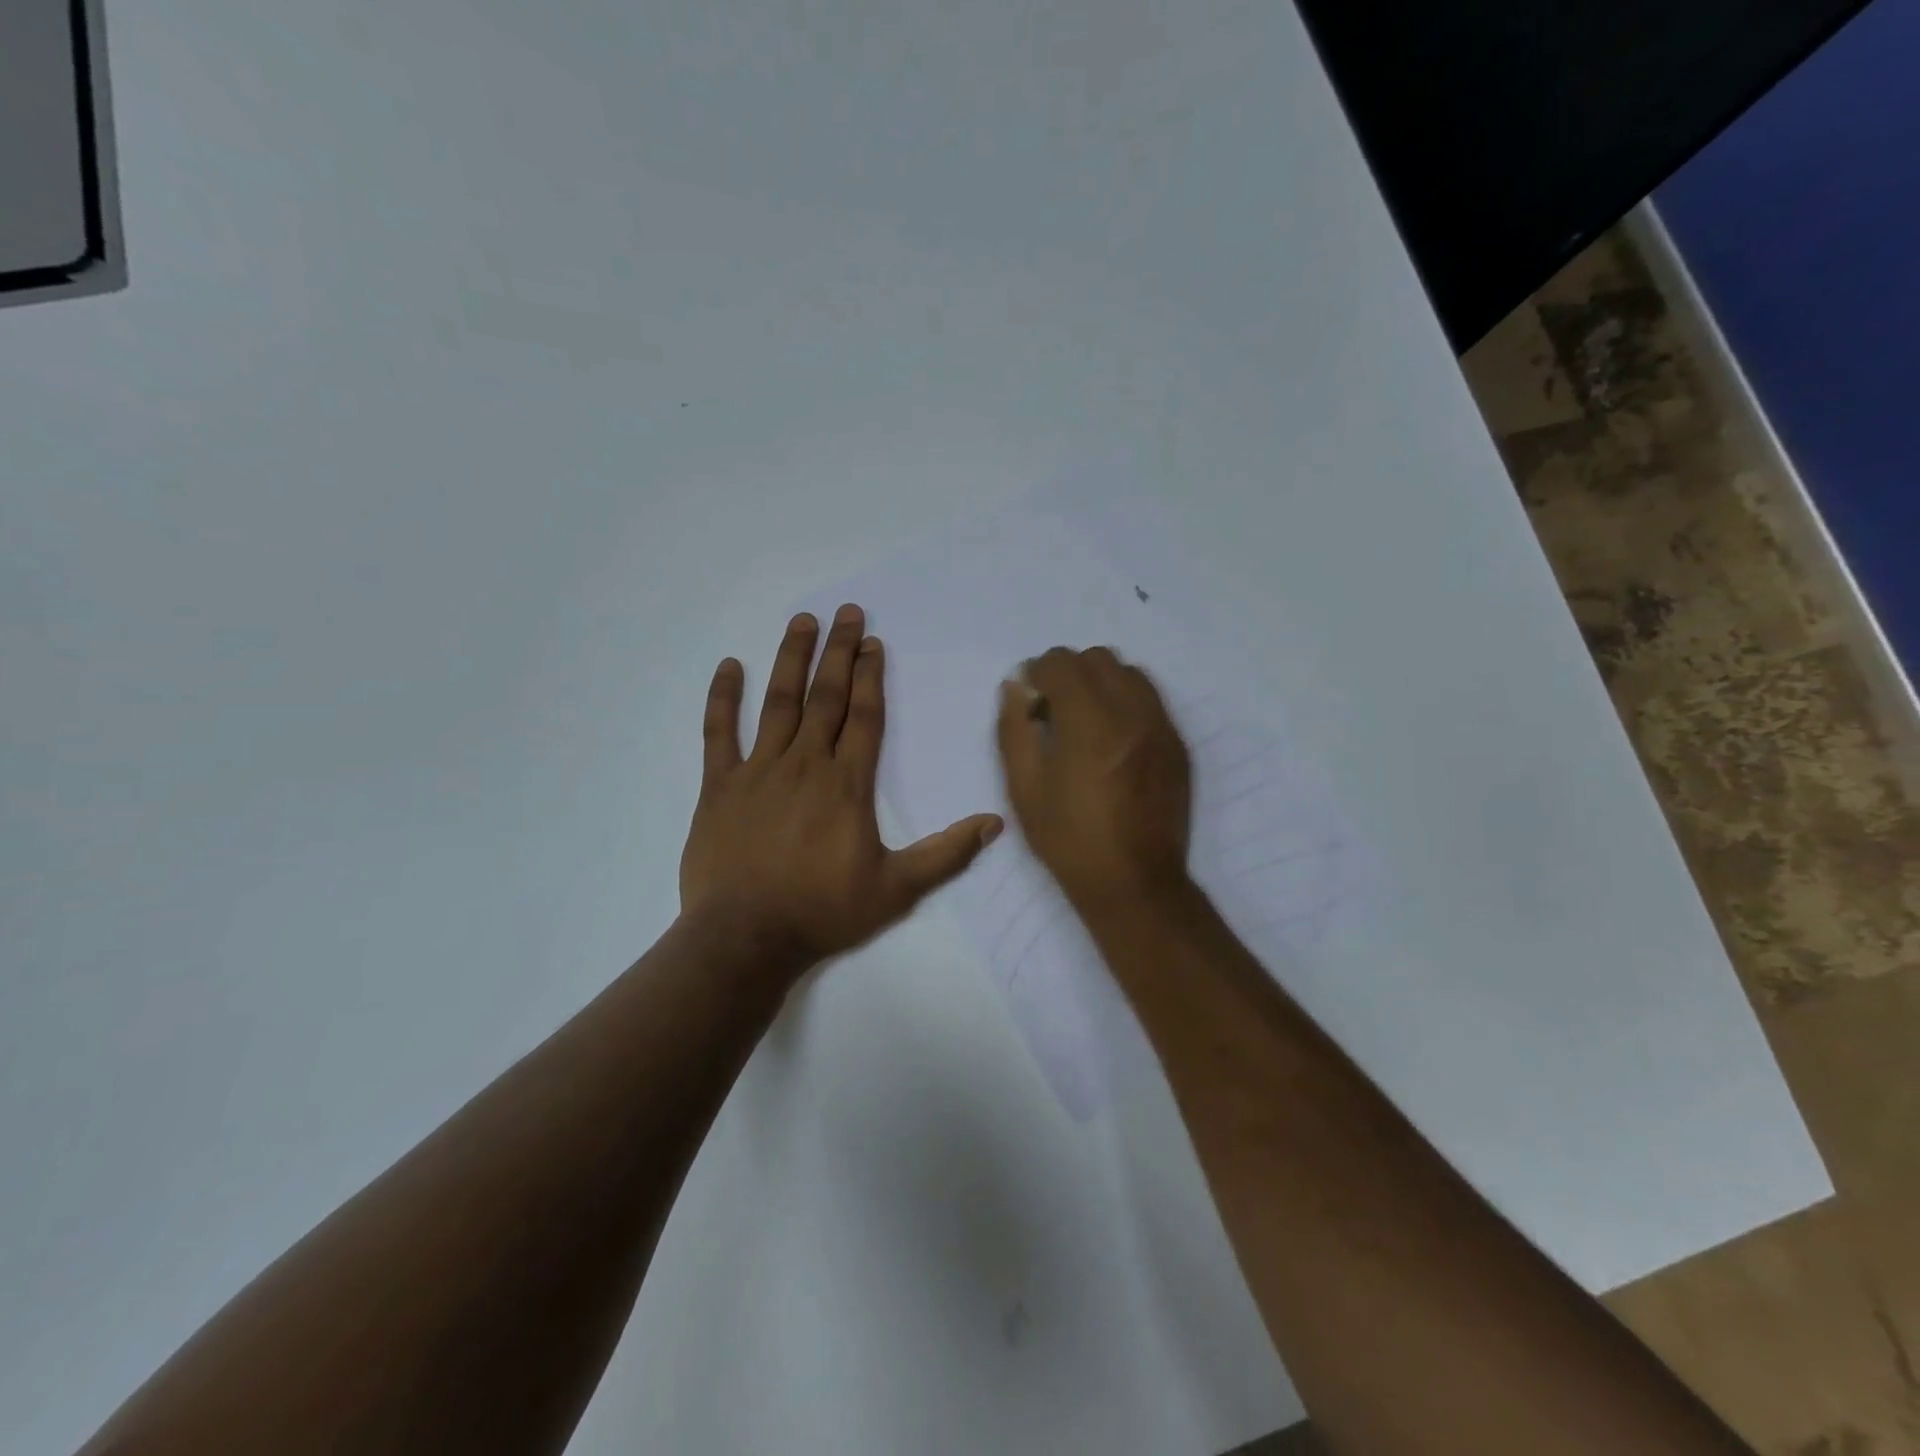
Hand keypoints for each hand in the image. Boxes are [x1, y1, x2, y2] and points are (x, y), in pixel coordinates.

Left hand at [680, 604, 1003, 974]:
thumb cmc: (823, 912)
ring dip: (791, 659)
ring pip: (778, 703)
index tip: (874, 643)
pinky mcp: (719, 787)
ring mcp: (758, 771)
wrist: (745, 938)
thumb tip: (996, 823)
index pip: (864, 717)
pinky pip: (719, 733)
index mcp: (847, 785)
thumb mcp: (897, 889)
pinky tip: (729, 665)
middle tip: (847, 612)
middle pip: (826, 697)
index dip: (871, 677)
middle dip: (839, 652)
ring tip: (802, 621)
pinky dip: (723, 699)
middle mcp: (805, 765)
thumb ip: (946, 853)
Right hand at [996, 646, 1192, 911]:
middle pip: (1098, 658)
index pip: (1062, 663)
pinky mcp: (1177, 744)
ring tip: (1085, 722)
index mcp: (1090, 724)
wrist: (1135, 883)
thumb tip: (1016, 687)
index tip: (1030, 701)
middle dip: (1069, 673)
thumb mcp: (1024, 788)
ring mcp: (1161, 727)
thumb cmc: (1069, 840)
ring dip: (1100, 683)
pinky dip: (1125, 702)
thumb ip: (1015, 729)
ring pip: (1129, 673)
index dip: (1038, 673)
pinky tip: (1111, 740)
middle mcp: (1132, 714)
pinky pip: (1150, 699)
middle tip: (1054, 711)